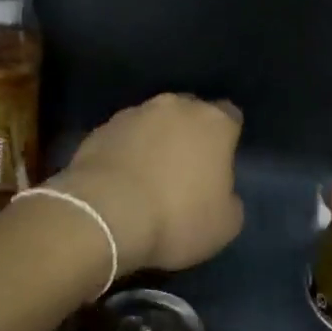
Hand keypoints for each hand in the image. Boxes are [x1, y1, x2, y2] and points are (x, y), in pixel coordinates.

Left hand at [51, 94, 244, 275]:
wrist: (105, 216)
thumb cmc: (176, 218)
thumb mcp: (225, 225)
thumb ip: (230, 198)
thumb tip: (220, 192)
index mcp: (213, 122)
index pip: (230, 116)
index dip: (226, 139)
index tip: (220, 162)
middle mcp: (175, 106)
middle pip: (189, 113)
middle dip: (188, 134)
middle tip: (185, 168)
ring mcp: (134, 113)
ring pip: (153, 122)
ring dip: (154, 140)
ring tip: (147, 175)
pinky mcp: (101, 128)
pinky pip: (123, 136)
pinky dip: (125, 151)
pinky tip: (120, 179)